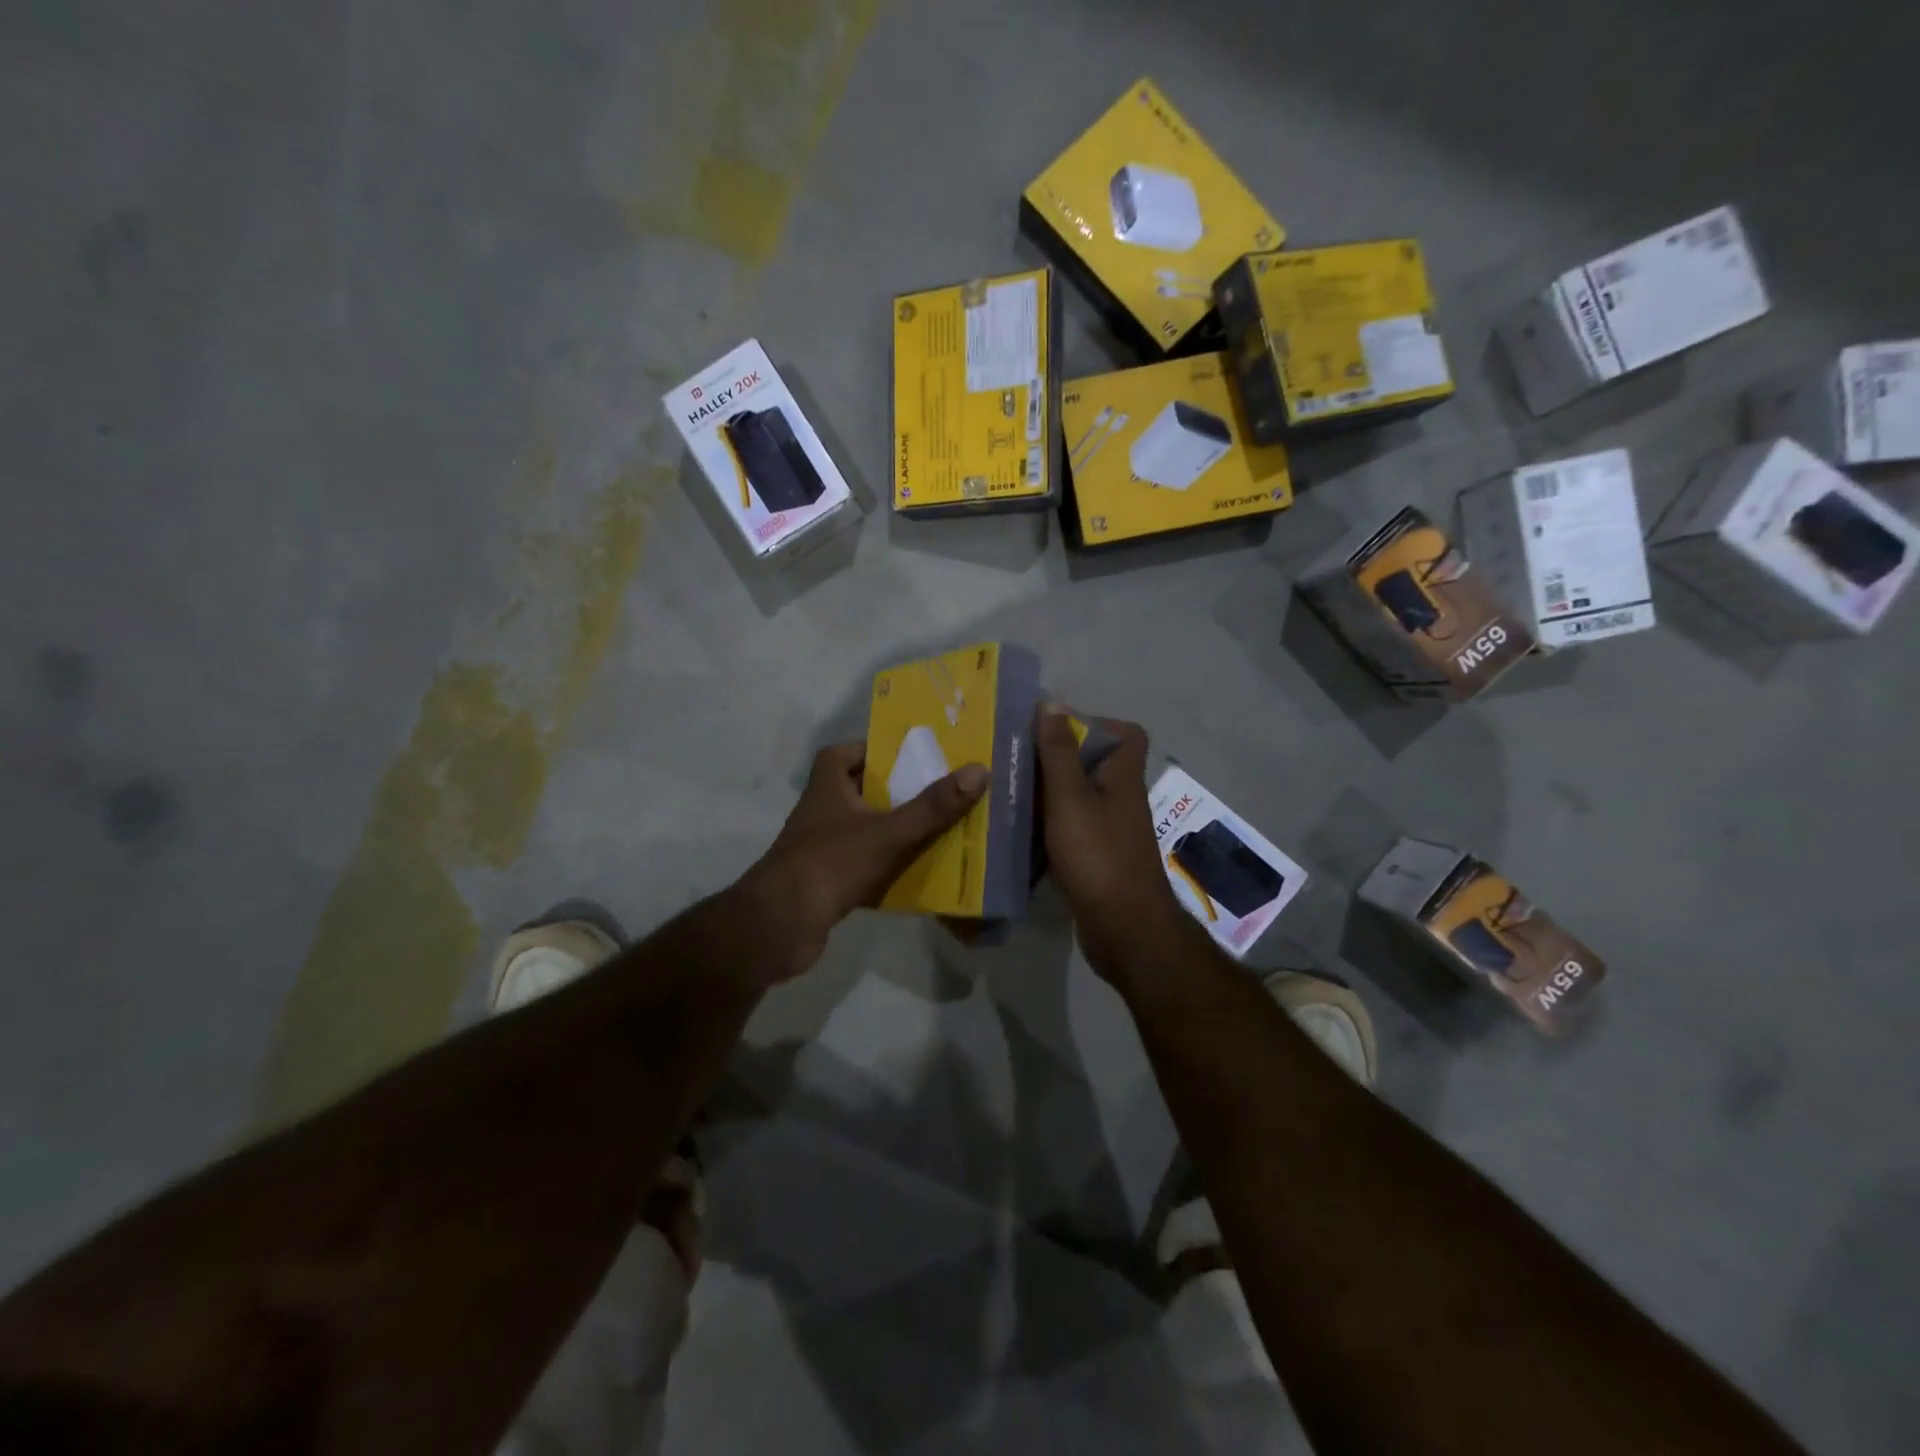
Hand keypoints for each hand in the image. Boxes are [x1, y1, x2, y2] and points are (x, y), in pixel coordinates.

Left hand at [737, 742, 988, 980]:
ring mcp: (822, 847)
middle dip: (897, 792)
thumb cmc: (831, 863)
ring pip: (866, 829)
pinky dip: (887, 865)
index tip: (910, 756)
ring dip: (896, 829)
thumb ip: (933, 806)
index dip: (874, 751)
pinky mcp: (826, 880)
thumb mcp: (889, 831)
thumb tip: (979, 771)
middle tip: (938, 792)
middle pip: (862, 791)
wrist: (781, 925)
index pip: (844, 753)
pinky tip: (918, 872)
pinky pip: (864, 864)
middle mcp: (821, 810)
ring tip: (939, 829)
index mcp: (827, 785)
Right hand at [1035, 711, 1195, 985]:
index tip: (1055, 727)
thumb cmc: (1098, 855)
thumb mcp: (1070, 798)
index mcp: (1122, 777)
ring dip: (1050, 792)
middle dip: (1059, 756)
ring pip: (1080, 798)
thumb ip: (1059, 752)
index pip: (1127, 734)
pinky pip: (1072, 829)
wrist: (1123, 929)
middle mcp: (1121, 799)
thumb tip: (1052, 703)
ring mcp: (1111, 831)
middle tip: (1017, 756)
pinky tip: (1018, 829)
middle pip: (1096, 764)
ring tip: (1009, 787)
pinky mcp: (1097, 859)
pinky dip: (1049, 825)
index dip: (1097, 722)